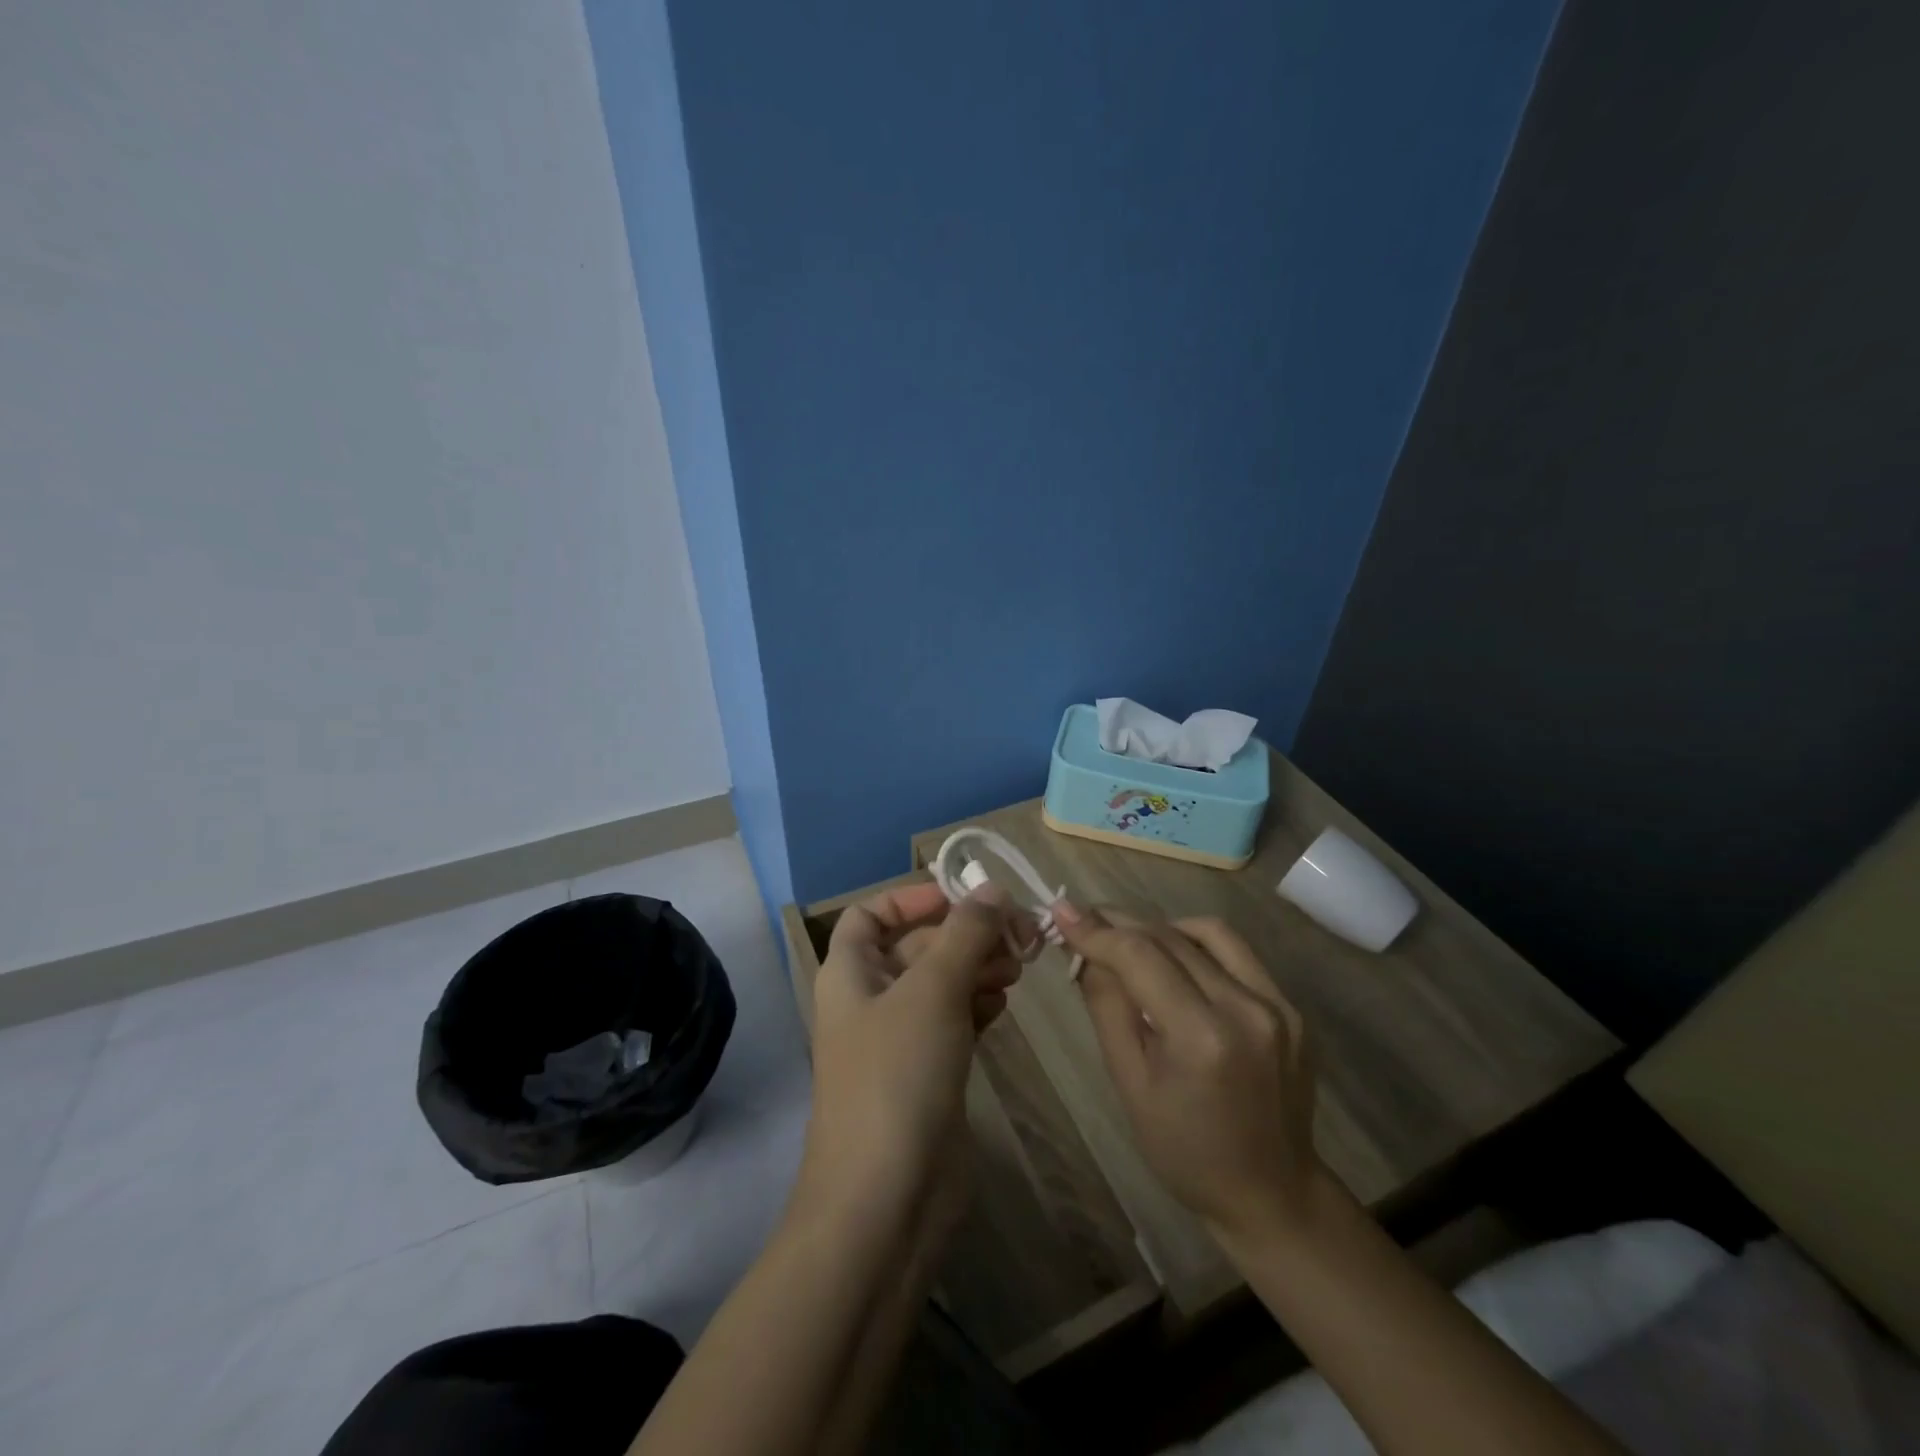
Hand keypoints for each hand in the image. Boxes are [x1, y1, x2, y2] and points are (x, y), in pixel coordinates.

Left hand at [795, 881, 1022, 1234]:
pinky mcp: (928, 1072)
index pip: (873, 914)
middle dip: (966, 934)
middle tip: (1020, 934)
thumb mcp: (932, 990)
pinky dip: (978, 1003)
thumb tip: (992, 889)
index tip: (964, 897)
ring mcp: (899, 1039)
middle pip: (919, 946)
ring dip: (978, 966)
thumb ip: (965, 934)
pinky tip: (1004, 1002)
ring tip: (1019, 968)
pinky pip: (955, 1019)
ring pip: (942, 983)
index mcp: (850, 972)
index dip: (914, 898)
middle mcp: (870, 999)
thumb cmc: (897, 1075)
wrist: (886, 1199)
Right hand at [1053, 903, 1324, 1240]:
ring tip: (1129, 941)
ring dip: (1159, 927)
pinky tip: (1175, 961)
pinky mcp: (1290, 1005)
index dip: (1096, 930)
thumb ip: (1107, 1008)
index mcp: (1202, 1037)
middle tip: (1083, 921)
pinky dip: (1196, 944)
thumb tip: (1085, 952)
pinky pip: (1235, 952)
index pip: (1140, 956)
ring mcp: (1277, 1004)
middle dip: (1119, 923)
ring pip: (1206, 932)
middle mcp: (1245, 1008)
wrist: (1272, 1193)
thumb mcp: (1130, 1084)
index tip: (1061, 911)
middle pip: (1169, 938)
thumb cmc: (1185, 1150)